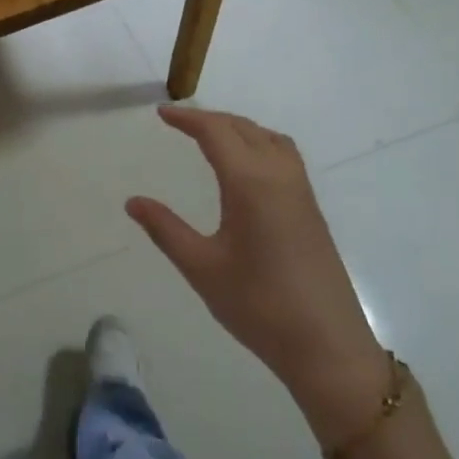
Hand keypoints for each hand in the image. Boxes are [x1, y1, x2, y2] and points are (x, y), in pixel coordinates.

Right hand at [125, 106, 387, 445]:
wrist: (326, 345)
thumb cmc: (258, 305)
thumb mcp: (202, 267)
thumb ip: (165, 229)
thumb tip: (133, 201)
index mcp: (251, 184)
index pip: (217, 133)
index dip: (188, 119)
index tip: (162, 113)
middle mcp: (280, 177)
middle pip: (245, 129)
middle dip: (212, 119)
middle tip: (180, 122)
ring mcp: (301, 193)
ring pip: (270, 139)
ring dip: (240, 128)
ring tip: (212, 137)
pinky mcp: (312, 211)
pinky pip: (284, 157)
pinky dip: (259, 144)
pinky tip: (246, 169)